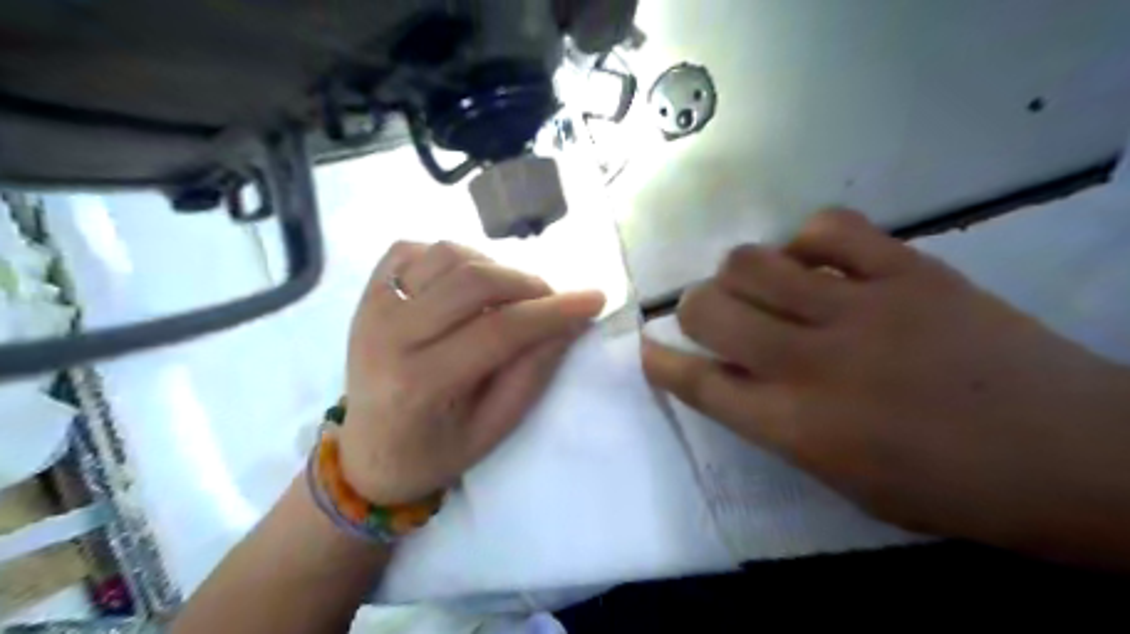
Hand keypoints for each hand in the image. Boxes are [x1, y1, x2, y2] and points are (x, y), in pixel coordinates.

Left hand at [336, 243, 603, 505]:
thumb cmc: (434, 452)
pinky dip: (452, 258)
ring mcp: (372, 306)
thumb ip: (532, 372)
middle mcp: (388, 334)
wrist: (366, 453)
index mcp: (419, 383)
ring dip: (493, 267)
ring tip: (508, 296)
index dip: (553, 312)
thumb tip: (570, 323)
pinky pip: (416, 250)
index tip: (594, 300)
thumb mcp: (494, 429)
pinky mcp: (367, 291)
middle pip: (473, 280)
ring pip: (448, 254)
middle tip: (551, 302)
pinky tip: (465, 284)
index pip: (500, 330)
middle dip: (527, 284)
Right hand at [645, 209, 1129, 560]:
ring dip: (737, 272)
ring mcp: (860, 309)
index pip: (699, 383)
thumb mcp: (840, 478)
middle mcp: (812, 363)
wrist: (1076, 456)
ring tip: (758, 285)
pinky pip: (828, 228)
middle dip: (692, 309)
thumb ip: (775, 424)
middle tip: (709, 314)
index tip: (648, 346)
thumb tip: (733, 375)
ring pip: (752, 261)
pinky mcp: (908, 271)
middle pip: (709, 309)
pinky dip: (804, 238)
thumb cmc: (947, 487)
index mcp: (795, 427)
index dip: (661, 360)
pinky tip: (814, 259)